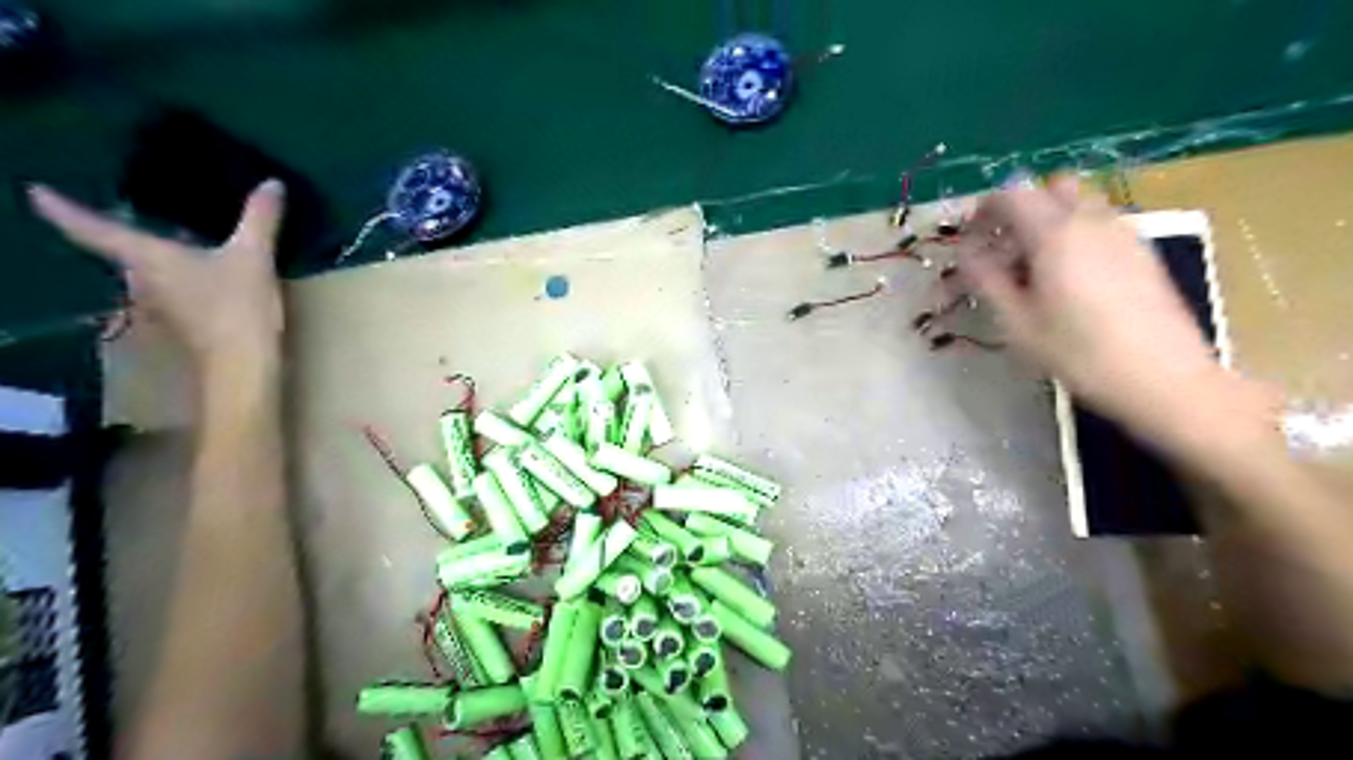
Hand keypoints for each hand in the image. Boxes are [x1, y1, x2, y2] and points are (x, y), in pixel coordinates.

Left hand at [26, 181, 285, 369]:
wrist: (242, 364)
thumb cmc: (236, 307)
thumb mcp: (253, 257)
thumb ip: (260, 219)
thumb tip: (272, 183)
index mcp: (146, 257)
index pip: (91, 228)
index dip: (62, 208)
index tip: (35, 191)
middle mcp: (142, 279)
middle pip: (123, 250)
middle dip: (128, 234)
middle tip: (137, 214)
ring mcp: (161, 304)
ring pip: (151, 271)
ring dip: (160, 258)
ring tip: (181, 240)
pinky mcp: (184, 321)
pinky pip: (175, 288)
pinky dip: (183, 276)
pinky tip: (209, 273)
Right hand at [960, 174, 1228, 427]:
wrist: (1162, 378)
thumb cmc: (1078, 353)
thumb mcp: (1016, 322)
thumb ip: (986, 279)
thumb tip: (965, 253)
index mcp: (1055, 233)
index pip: (1012, 194)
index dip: (983, 209)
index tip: (970, 238)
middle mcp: (1092, 220)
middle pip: (1050, 188)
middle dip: (1020, 209)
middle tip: (1003, 248)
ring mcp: (1124, 233)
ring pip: (1079, 204)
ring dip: (1049, 220)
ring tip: (1034, 266)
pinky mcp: (1143, 252)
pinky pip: (1100, 224)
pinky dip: (1075, 235)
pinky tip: (1069, 279)